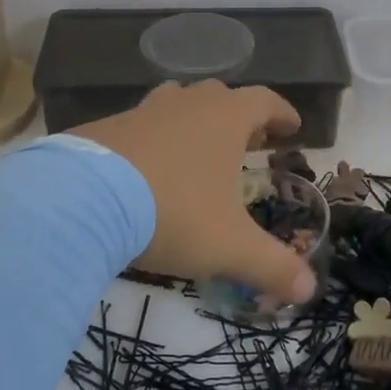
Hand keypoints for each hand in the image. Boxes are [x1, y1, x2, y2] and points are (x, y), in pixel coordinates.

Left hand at [74, 81, 316, 302]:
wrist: (82, 200)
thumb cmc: (172, 212)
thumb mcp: (229, 246)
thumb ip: (272, 267)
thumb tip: (308, 291)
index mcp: (224, 118)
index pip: (264, 101)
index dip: (282, 112)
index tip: (292, 127)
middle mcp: (185, 104)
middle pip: (221, 98)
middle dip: (240, 118)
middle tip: (249, 143)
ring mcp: (142, 111)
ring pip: (178, 104)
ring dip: (195, 122)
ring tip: (199, 151)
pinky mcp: (105, 127)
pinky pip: (140, 125)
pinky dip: (154, 139)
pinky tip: (148, 168)